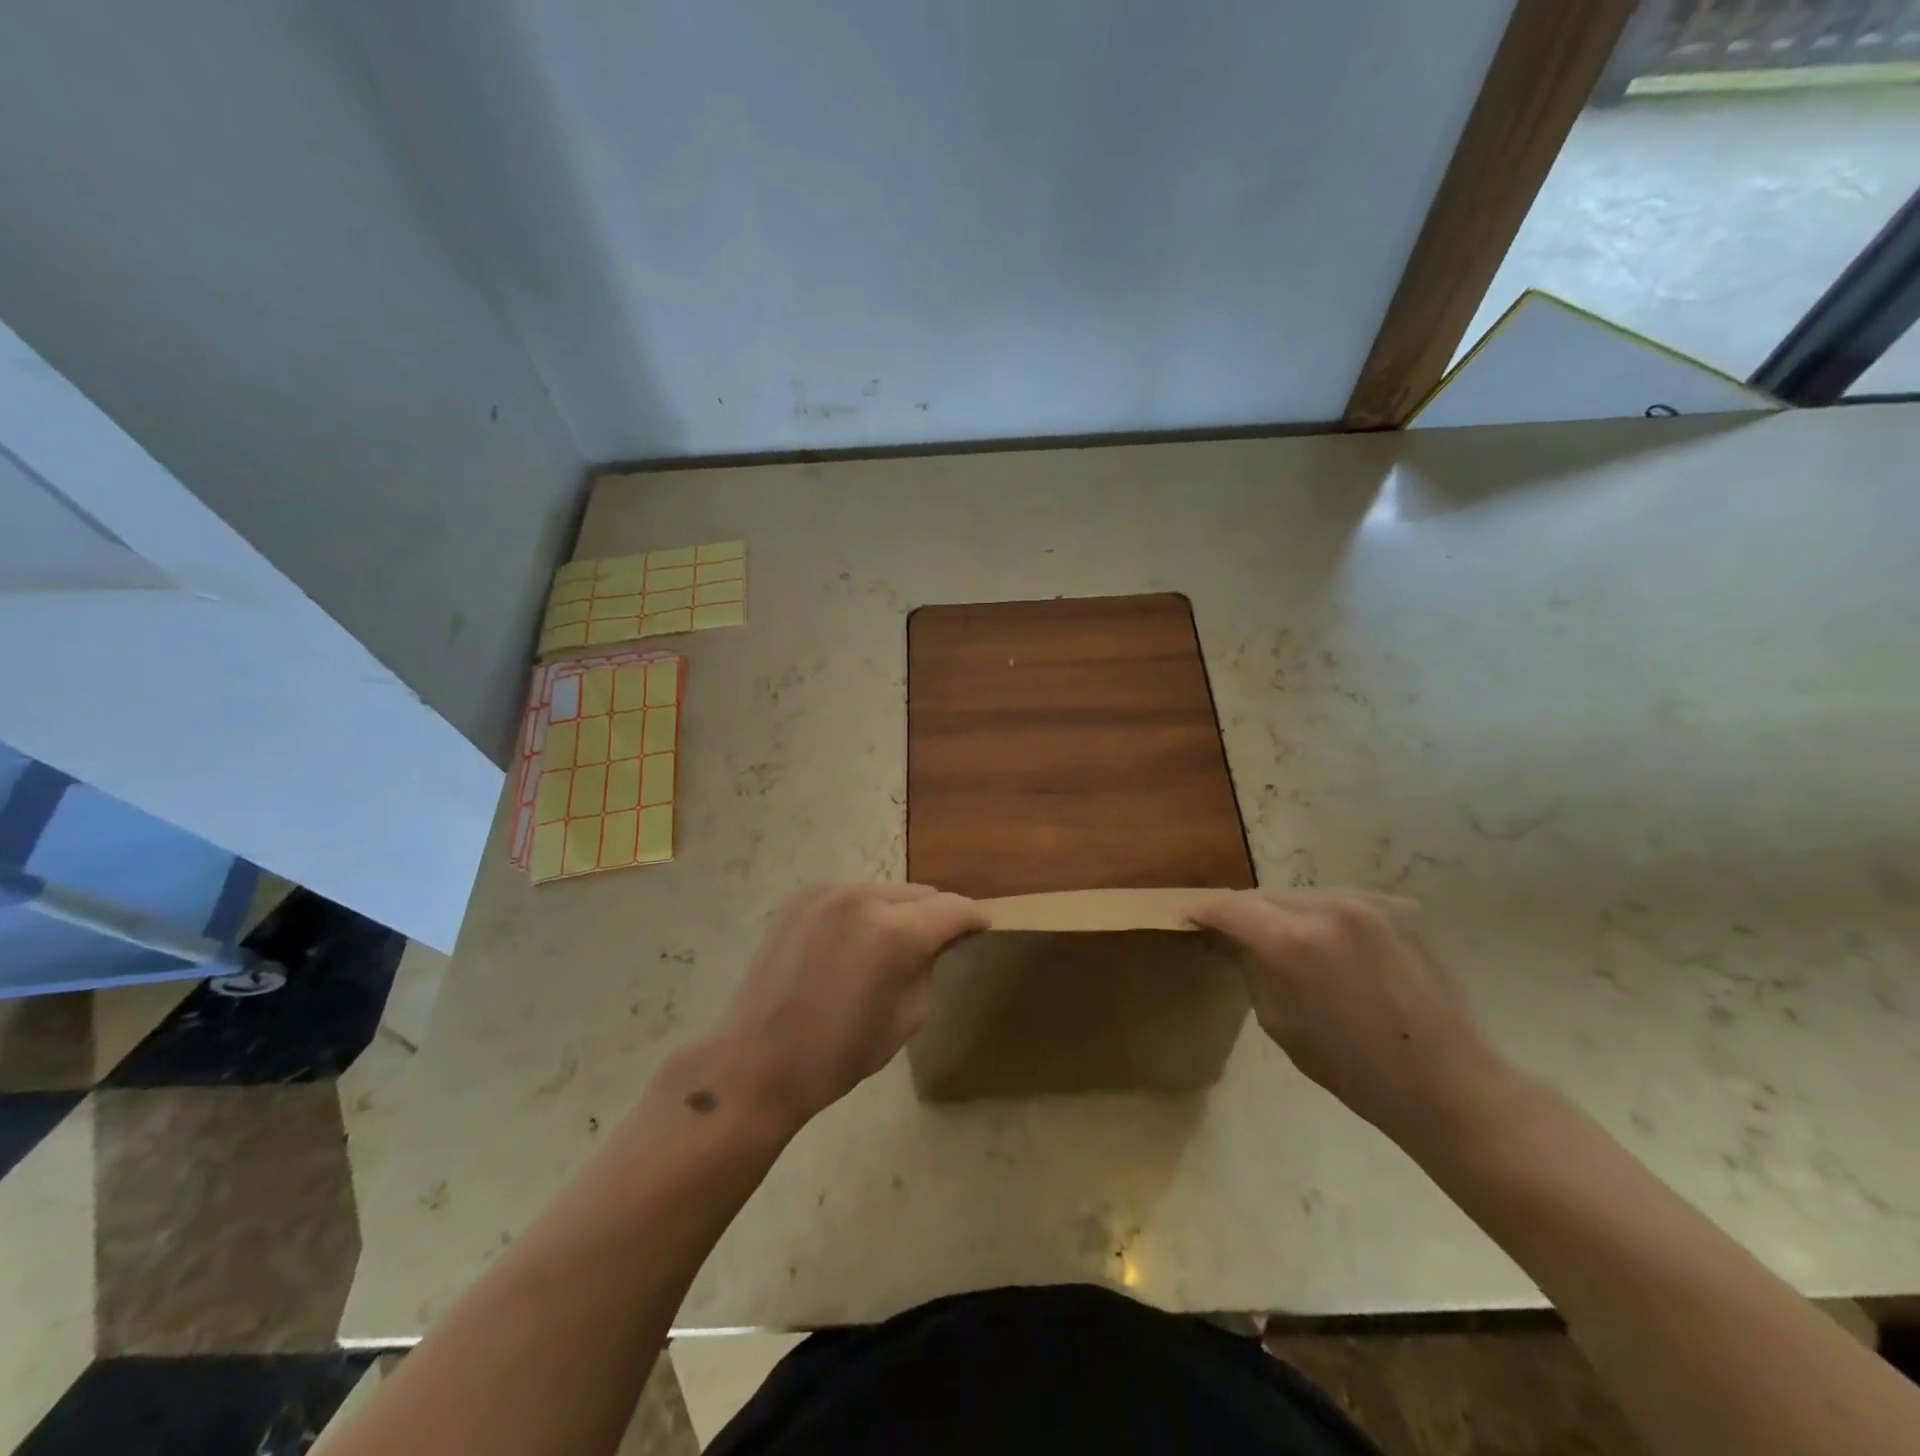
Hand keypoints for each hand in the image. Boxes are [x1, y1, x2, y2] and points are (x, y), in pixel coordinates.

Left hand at [712, 884, 986, 1127]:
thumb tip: (934, 944)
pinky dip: (863, 913)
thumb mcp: (907, 1016)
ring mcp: (826, 894)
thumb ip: (928, 967)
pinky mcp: (800, 900)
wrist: (757, 1062)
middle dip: (935, 914)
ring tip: (894, 942)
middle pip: (919, 894)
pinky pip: (849, 897)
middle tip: (941, 939)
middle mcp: (863, 898)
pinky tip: (854, 942)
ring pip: (883, 892)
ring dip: (898, 911)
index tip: (982, 927)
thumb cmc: (839, 1053)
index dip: (973, 917)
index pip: (953, 908)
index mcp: (895, 932)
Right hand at [1191, 889, 1513, 1151]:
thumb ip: (1251, 969)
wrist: (1449, 1085)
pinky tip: (1337, 950)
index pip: (1229, 907)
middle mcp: (1328, 907)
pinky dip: (1326, 918)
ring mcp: (1369, 902)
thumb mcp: (1279, 1022)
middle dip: (1245, 913)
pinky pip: (1341, 902)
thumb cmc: (1354, 1069)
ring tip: (1290, 944)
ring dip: (1286, 914)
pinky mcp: (1399, 907)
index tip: (1190, 919)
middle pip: (1265, 895)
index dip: (1204, 912)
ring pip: (1302, 895)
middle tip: (1234, 935)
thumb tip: (1233, 940)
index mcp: (1293, 942)